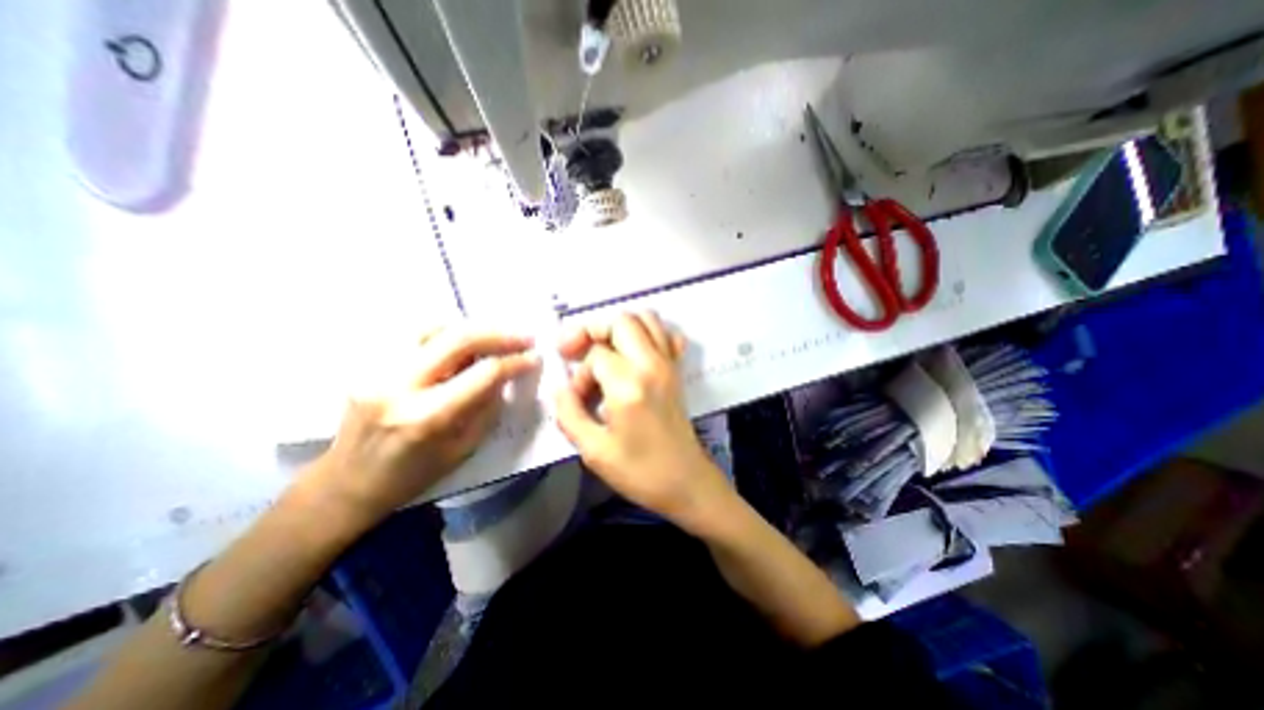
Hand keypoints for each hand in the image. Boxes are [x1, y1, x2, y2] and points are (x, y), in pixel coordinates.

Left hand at [310, 325, 543, 527]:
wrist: (348, 483)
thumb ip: (487, 406)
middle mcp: (398, 386)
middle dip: (499, 334)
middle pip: (457, 338)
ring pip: (433, 327)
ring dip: (471, 329)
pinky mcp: (367, 364)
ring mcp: (376, 370)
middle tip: (524, 337)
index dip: (514, 362)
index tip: (534, 357)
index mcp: (427, 417)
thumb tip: (505, 373)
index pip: (483, 373)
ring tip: (492, 339)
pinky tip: (459, 343)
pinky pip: (414, 335)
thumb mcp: (464, 448)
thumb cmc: (414, 475)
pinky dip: (445, 332)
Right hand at [556, 314, 730, 528]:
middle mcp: (652, 364)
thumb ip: (568, 413)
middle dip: (593, 331)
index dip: (579, 374)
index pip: (595, 356)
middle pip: (621, 321)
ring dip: (618, 327)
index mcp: (629, 385)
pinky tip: (634, 354)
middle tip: (576, 352)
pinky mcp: (677, 369)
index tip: (579, 398)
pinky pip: (666, 335)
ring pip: (645, 319)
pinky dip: (647, 334)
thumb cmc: (640, 472)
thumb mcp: (593, 451)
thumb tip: (560, 387)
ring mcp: (669, 364)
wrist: (686, 482)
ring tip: (602, 349)